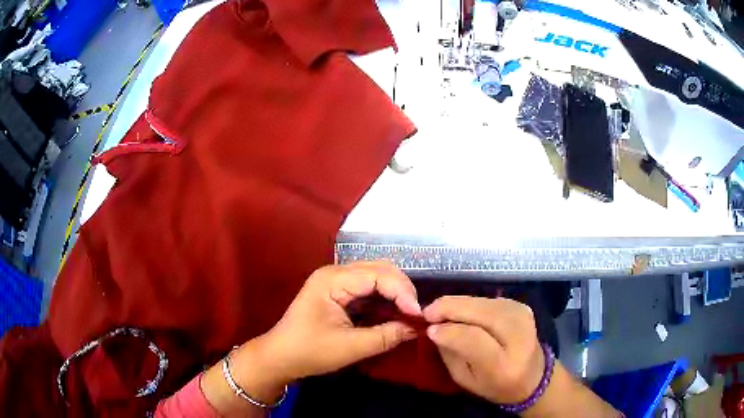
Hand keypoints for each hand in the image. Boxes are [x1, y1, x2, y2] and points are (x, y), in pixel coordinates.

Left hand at [256, 262, 421, 383]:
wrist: (280, 357)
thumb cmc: (309, 351)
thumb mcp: (350, 347)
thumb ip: (385, 336)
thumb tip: (415, 329)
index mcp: (333, 279)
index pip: (378, 275)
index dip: (402, 292)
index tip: (418, 315)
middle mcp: (336, 273)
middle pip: (380, 269)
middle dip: (402, 289)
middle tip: (416, 314)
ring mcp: (337, 281)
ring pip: (377, 277)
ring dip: (395, 293)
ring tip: (409, 314)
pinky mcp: (340, 293)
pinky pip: (369, 289)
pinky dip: (385, 299)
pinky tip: (394, 313)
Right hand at [423, 296, 543, 404]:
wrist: (533, 377)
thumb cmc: (494, 385)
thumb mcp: (465, 379)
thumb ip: (450, 354)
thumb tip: (434, 328)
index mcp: (504, 365)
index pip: (473, 339)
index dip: (448, 331)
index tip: (428, 328)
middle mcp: (519, 336)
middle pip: (481, 313)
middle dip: (450, 308)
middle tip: (427, 311)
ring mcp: (523, 317)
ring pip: (483, 302)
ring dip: (458, 304)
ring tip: (441, 311)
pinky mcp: (523, 306)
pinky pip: (489, 299)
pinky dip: (471, 303)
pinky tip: (461, 311)